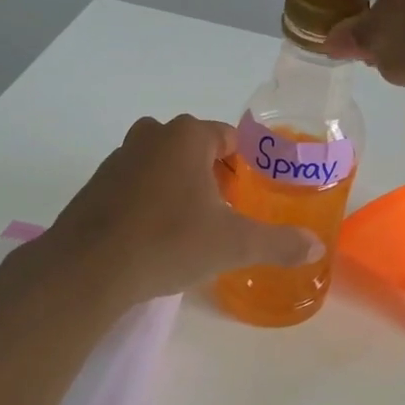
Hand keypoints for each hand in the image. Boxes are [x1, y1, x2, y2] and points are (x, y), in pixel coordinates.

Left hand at [39, 115, 323, 303]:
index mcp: (187, 136)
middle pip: (196, 150)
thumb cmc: (168, 242)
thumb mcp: (233, 244)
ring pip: (164, 165)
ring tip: (194, 228)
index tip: (251, 197)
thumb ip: (278, 242)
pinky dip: (151, 201)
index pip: (229, 138)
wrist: (88, 269)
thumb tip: (316, 246)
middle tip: (227, 214)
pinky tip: (156, 237)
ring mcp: (119, 157)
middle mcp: (152, 135)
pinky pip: (137, 184)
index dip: (245, 167)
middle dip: (214, 177)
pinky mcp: (96, 184)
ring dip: (182, 188)